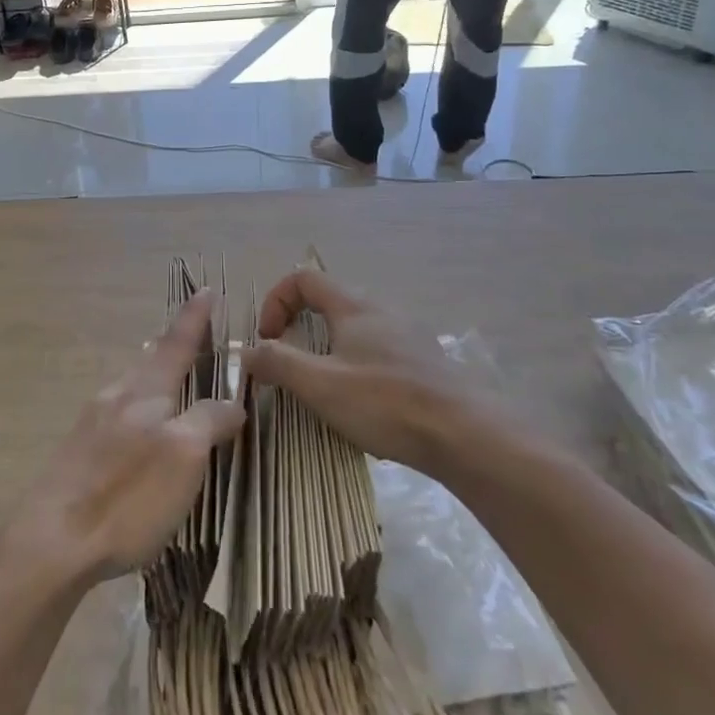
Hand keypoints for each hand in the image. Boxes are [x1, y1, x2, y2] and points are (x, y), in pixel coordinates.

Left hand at [14, 290, 243, 588]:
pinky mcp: (79, 452)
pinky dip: (139, 406)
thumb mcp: (183, 456)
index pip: (177, 342)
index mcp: (144, 390)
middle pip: (150, 361)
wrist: (51, 539)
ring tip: (168, 378)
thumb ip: (208, 422)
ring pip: (131, 386)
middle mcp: (116, 396)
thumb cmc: (127, 494)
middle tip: (192, 337)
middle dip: (172, 346)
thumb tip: (231, 402)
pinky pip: (118, 412)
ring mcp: (92, 422)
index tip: (205, 289)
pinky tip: (136, 428)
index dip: (194, 317)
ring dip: (153, 376)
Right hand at [243, 269, 466, 470]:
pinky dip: (360, 365)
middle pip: (331, 300)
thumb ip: (277, 363)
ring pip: (358, 327)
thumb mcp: (320, 385)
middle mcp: (382, 309)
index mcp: (353, 306)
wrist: (469, 436)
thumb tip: (245, 350)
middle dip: (302, 326)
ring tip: (326, 387)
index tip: (268, 339)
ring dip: (331, 347)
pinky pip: (382, 350)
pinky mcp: (428, 363)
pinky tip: (367, 404)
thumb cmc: (386, 402)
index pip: (303, 278)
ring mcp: (410, 335)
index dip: (276, 301)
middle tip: (292, 363)